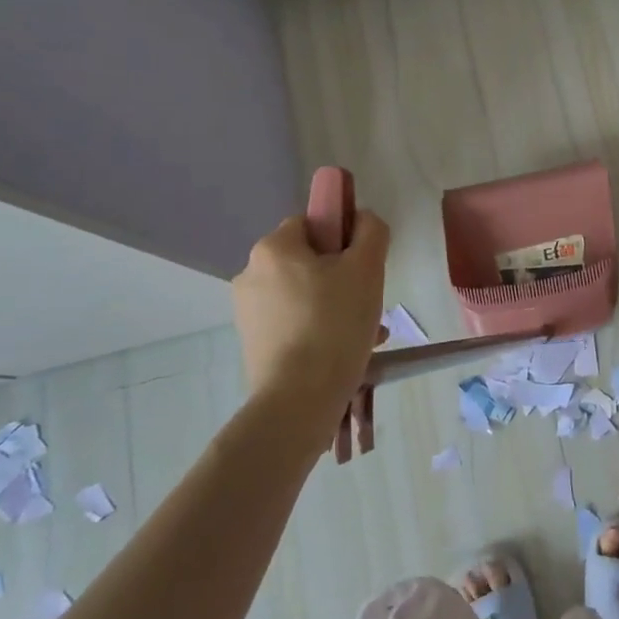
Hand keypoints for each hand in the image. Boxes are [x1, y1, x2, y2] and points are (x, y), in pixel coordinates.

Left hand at [232, 212, 390, 428]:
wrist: (299, 398)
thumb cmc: (335, 324)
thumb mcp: (367, 268)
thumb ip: (371, 232)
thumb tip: (362, 219)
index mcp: (273, 249)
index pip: (311, 223)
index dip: (341, 238)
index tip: (363, 265)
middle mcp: (250, 274)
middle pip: (308, 261)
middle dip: (342, 278)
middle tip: (370, 303)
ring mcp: (248, 312)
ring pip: (304, 295)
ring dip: (336, 305)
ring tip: (365, 333)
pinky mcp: (253, 342)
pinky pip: (294, 322)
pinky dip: (320, 329)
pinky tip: (346, 350)